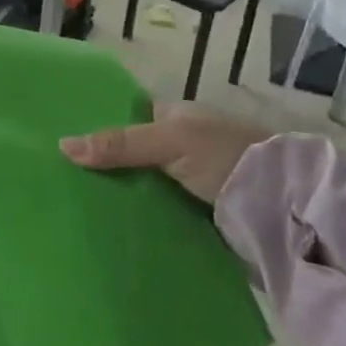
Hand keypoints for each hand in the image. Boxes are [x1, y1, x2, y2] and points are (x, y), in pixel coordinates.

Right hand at [60, 103, 270, 205]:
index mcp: (173, 118)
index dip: (95, 126)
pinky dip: (135, 220)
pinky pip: (155, 214)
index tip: (60, 142)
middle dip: (101, 167)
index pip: (125, 118)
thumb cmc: (227, 157)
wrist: (287, 208)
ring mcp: (186, 184)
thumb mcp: (171, 142)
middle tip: (58, 180)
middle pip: (129, 156)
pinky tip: (106, 228)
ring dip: (117, 197)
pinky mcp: (194, 217)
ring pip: (140, 187)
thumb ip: (120, 144)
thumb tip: (62, 146)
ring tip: (71, 208)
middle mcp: (178, 147)